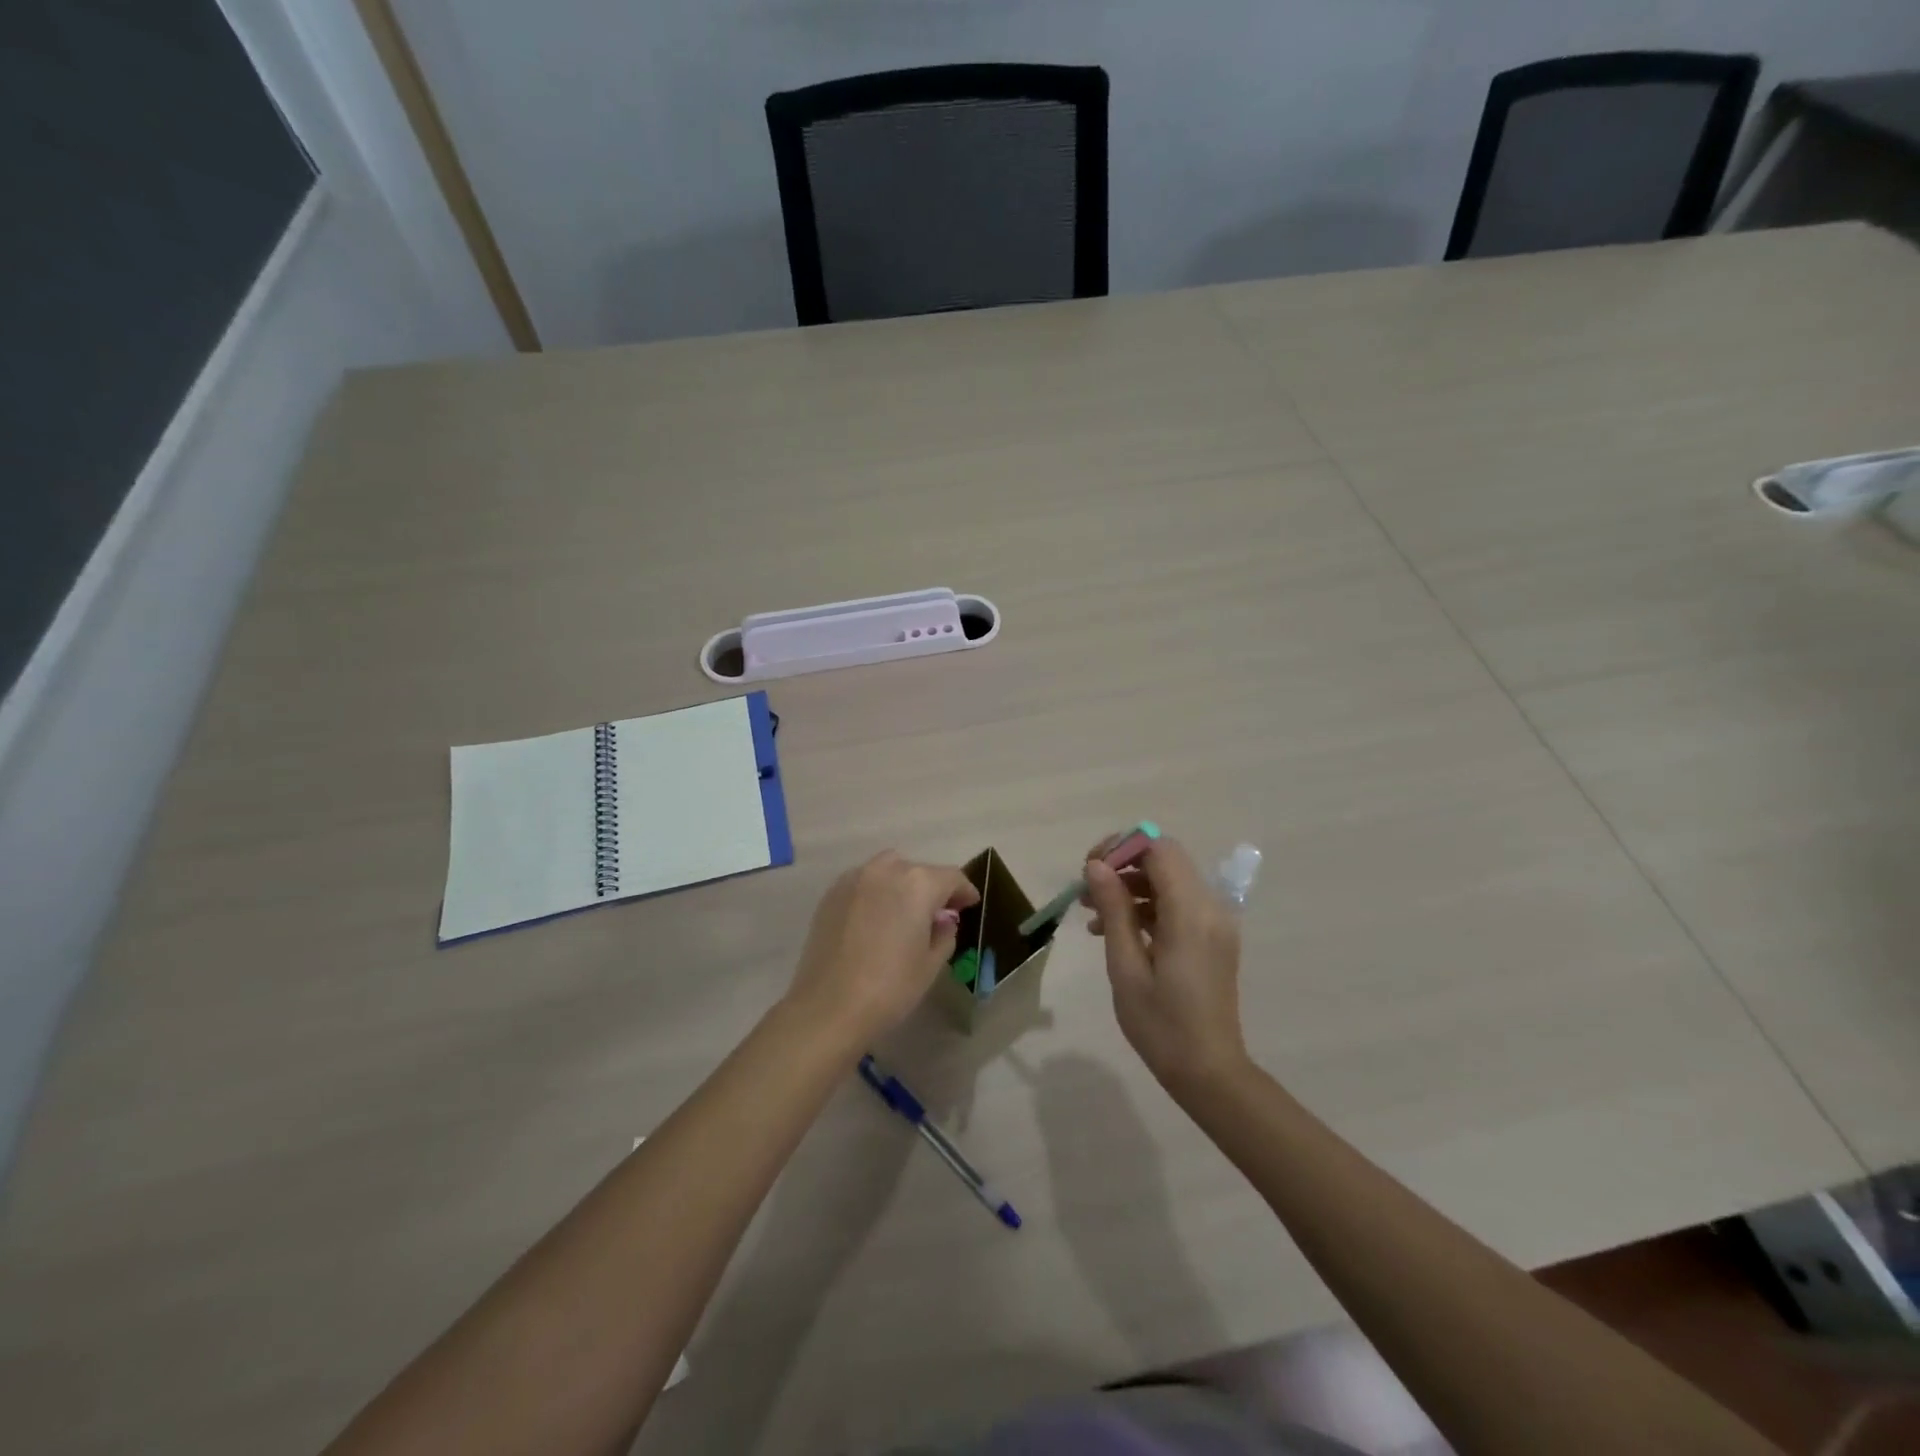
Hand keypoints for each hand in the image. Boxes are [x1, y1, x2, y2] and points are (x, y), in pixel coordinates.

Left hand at [784, 852, 979, 1049]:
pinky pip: (864, 882)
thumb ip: (945, 933)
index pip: (951, 877)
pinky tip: (876, 917)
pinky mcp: (832, 893)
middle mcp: (887, 870)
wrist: (828, 1008)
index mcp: (918, 884)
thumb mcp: (931, 964)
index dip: (964, 891)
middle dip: (933, 888)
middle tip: (939, 913)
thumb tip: (943, 919)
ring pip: (889, 870)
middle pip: (919, 871)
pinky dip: (877, 891)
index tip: (970, 905)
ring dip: (903, 884)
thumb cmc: (890, 988)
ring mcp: (855, 879)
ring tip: (905, 911)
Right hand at [1082, 835, 1248, 1095]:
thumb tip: (1096, 866)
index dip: (1122, 848)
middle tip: (1086, 890)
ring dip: (1130, 887)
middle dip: (1122, 866)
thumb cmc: (1161, 1024)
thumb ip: (1113, 910)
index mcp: (1190, 912)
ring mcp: (1215, 923)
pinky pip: (1177, 904)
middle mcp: (1210, 907)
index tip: (1090, 869)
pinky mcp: (1212, 937)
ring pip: (1169, 881)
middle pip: (1164, 860)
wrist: (1209, 1072)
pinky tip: (1114, 930)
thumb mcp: (1126, 967)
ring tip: (1091, 914)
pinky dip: (1146, 906)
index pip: (1159, 849)